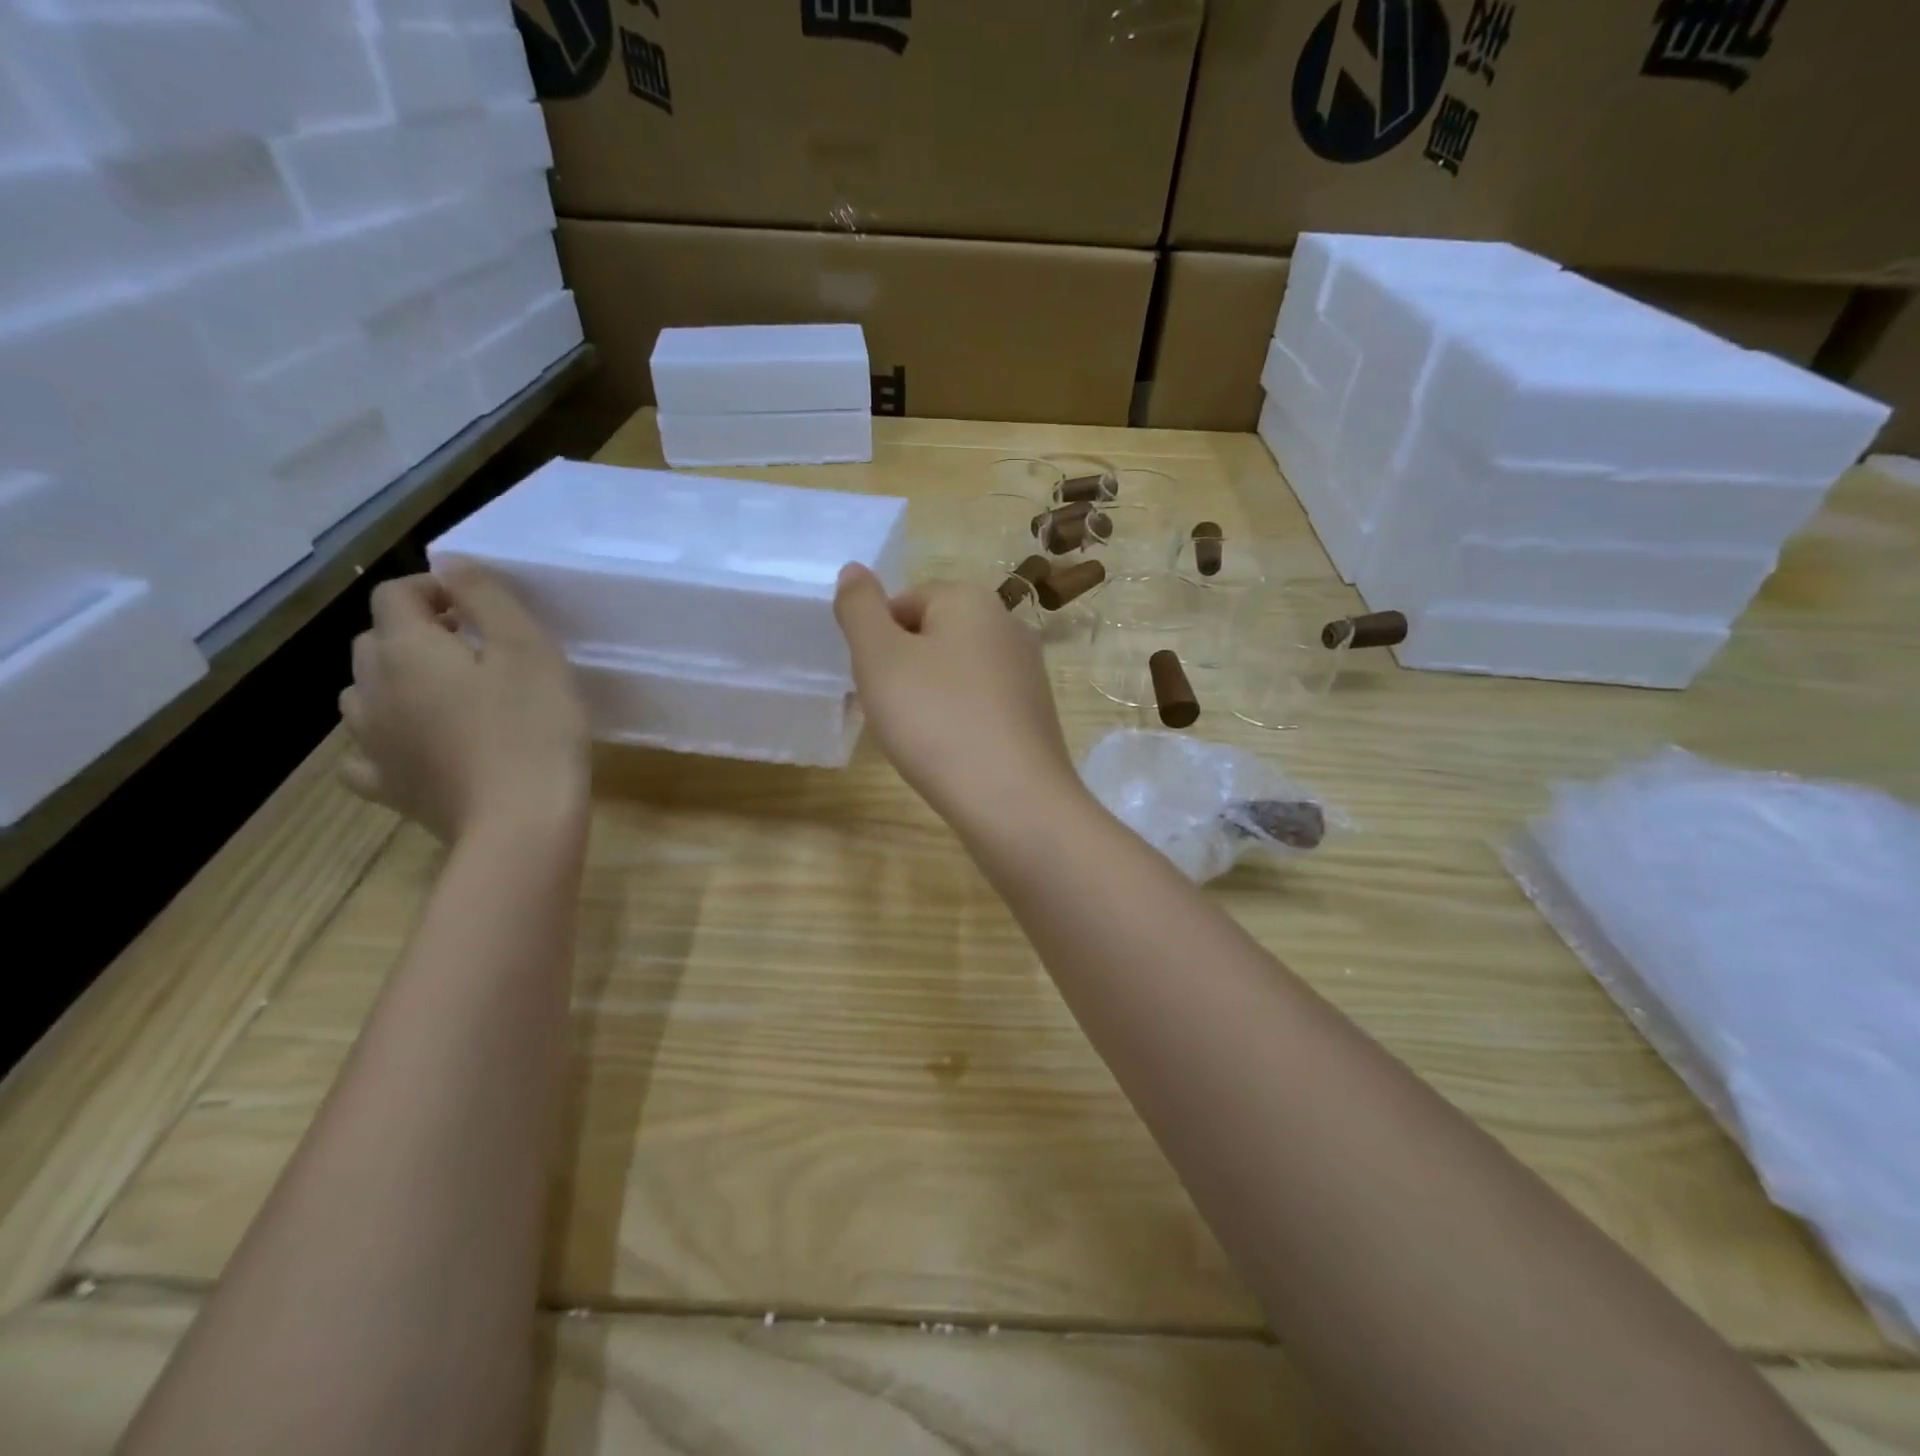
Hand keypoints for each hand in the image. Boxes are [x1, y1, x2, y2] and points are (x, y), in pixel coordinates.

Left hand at [339, 565, 589, 842]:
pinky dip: (385, 742)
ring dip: (397, 683)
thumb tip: (447, 562)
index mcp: (406, 649)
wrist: (522, 821)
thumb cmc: (535, 727)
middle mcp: (372, 689)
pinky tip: (415, 748)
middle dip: (417, 633)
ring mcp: (372, 743)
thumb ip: (484, 597)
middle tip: (477, 650)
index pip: (396, 594)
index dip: (436, 589)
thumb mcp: (527, 648)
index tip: (483, 609)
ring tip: (450, 697)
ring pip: (364, 695)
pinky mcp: (388, 786)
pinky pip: (366, 754)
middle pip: (376, 641)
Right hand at [833, 564, 1080, 826]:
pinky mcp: (1034, 714)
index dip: (877, 643)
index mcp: (971, 599)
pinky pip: (980, 704)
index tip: (873, 684)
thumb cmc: (936, 721)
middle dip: (902, 670)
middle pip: (931, 637)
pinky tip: (951, 753)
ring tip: (919, 738)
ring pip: (955, 673)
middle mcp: (1007, 625)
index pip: (904, 602)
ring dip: (928, 698)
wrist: (1012, 799)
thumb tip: (854, 570)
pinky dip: (958, 721)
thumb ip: (859, 609)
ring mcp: (1027, 671)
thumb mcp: (879, 658)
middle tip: (891, 713)